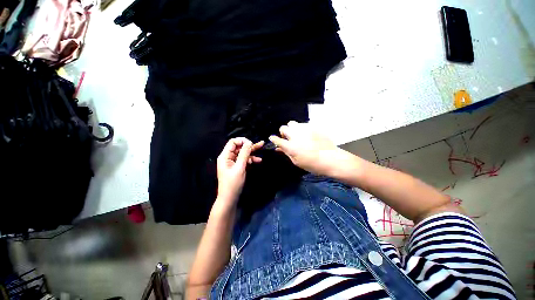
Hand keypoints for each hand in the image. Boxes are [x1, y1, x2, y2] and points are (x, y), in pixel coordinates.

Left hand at [216, 138, 263, 205]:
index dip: (242, 141)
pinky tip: (257, 160)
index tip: (251, 143)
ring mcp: (232, 162)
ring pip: (242, 153)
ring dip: (251, 153)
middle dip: (249, 146)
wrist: (230, 198)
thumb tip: (249, 142)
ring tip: (261, 150)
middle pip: (238, 147)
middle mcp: (228, 157)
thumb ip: (244, 154)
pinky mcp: (236, 166)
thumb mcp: (240, 167)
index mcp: (225, 156)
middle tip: (260, 144)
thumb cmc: (233, 183)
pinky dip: (250, 159)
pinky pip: (243, 160)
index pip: (232, 142)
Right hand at [269, 121, 350, 176]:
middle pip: (283, 128)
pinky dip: (301, 129)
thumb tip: (278, 149)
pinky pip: (302, 125)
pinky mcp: (312, 127)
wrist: (331, 159)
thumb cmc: (312, 164)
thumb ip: (286, 153)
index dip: (273, 139)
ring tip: (297, 135)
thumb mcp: (297, 162)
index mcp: (291, 146)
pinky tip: (306, 135)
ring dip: (291, 129)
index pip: (277, 139)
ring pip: (292, 123)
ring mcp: (304, 130)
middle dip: (283, 133)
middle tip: (288, 138)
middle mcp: (295, 136)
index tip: (272, 138)